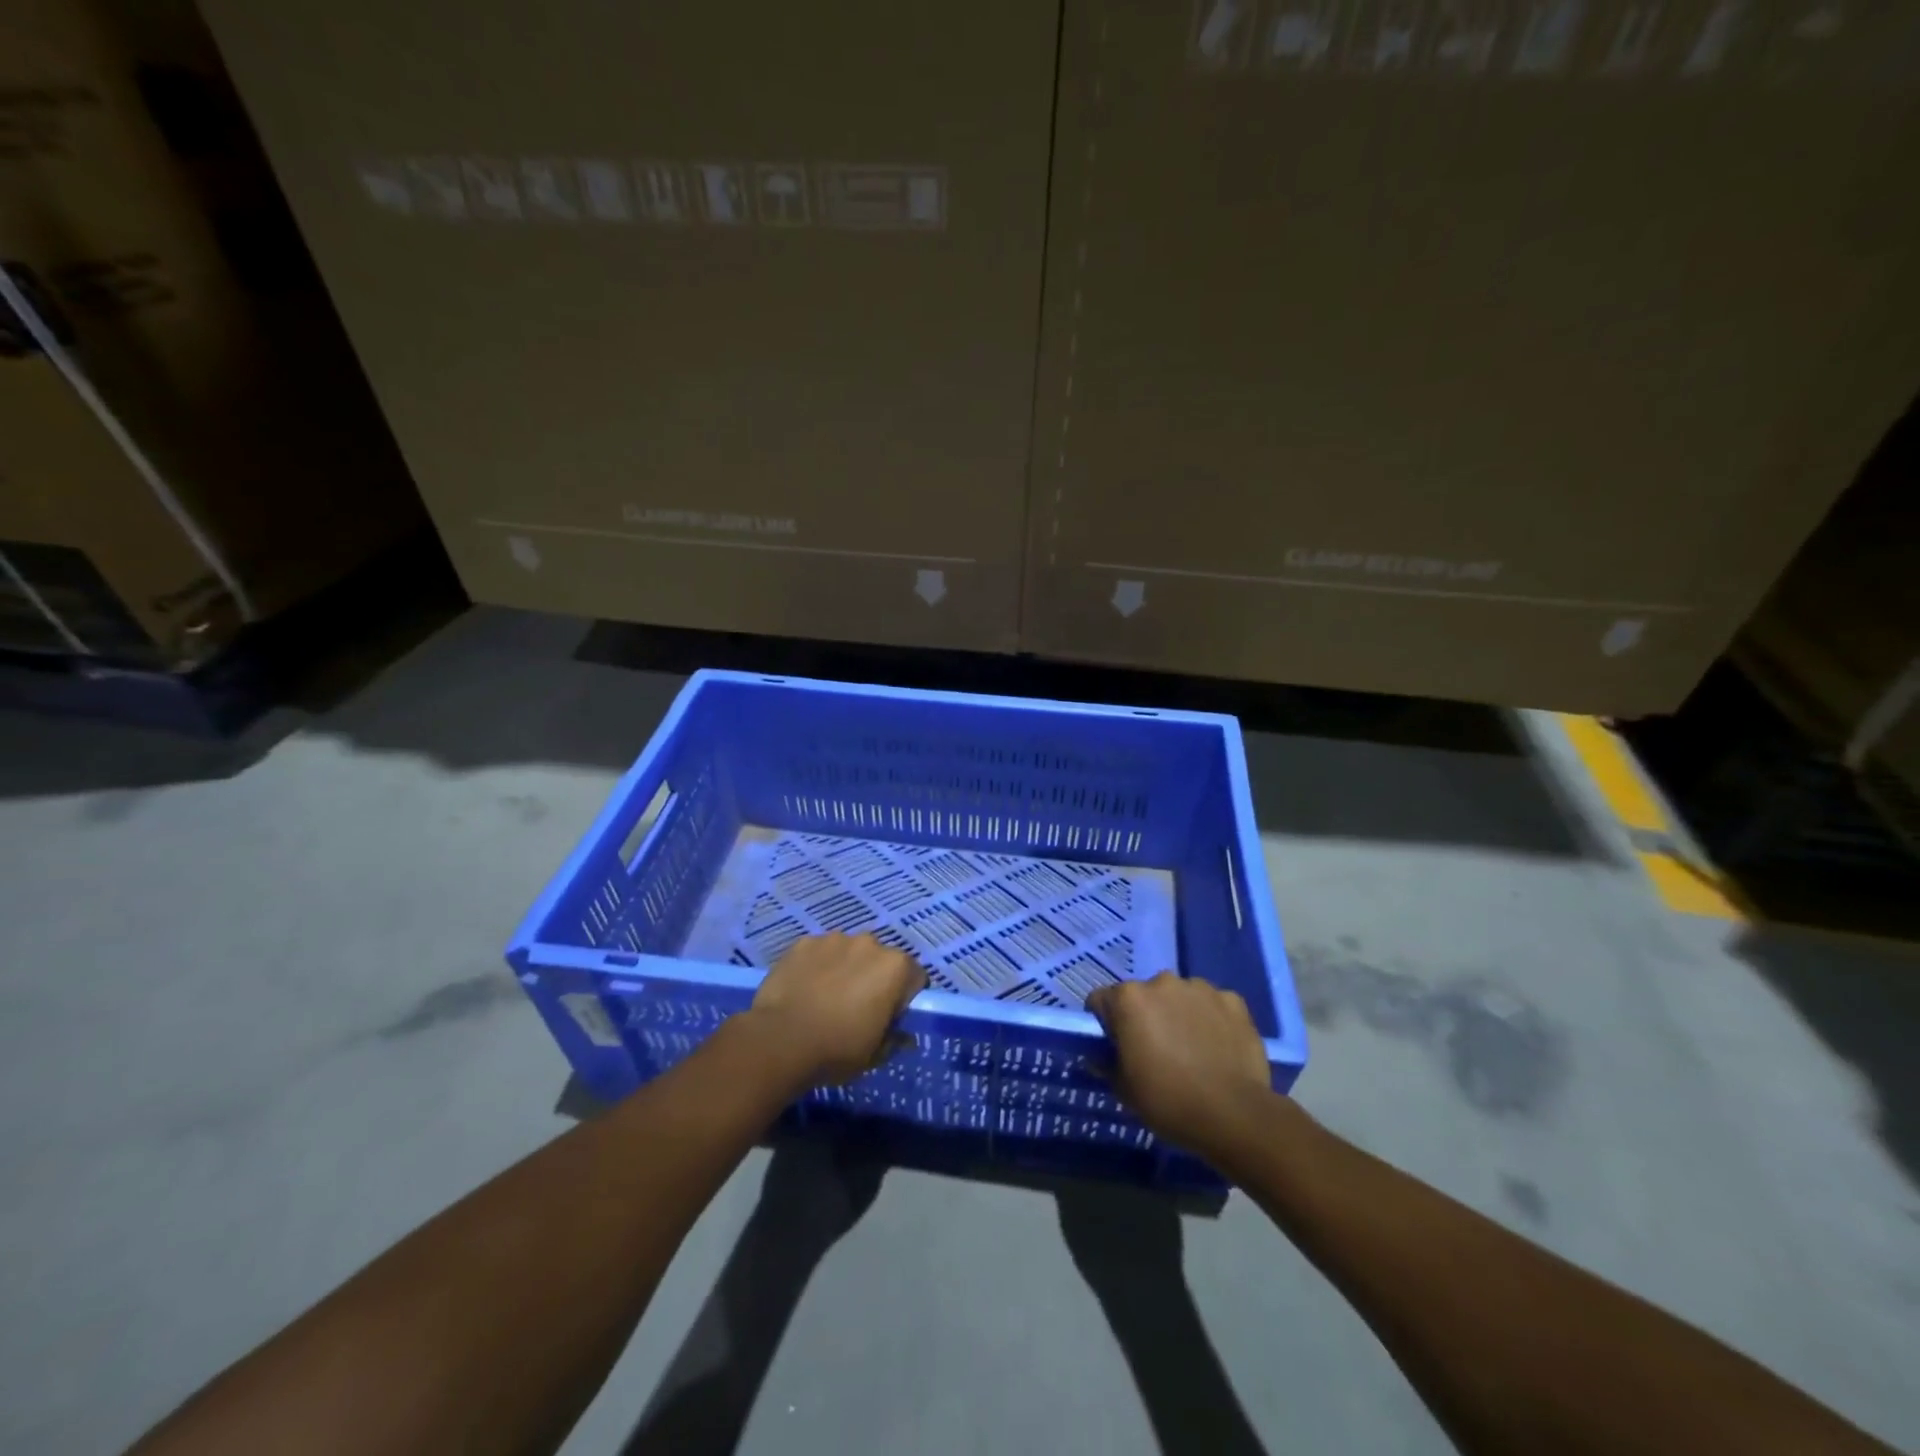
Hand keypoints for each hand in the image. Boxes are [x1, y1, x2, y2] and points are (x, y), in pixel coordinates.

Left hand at [746, 933, 926, 1085]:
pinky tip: (804, 988)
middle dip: (874, 978)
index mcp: (895, 968)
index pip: (915, 977)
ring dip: (845, 968)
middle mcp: (870, 943)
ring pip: (849, 952)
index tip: (888, 1017)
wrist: (780, 1040)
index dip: (904, 998)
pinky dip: (817, 965)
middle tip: (856, 1007)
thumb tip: (904, 1036)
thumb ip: (894, 1039)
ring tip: (825, 997)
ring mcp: (835, 939)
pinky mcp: (805, 942)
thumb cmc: (837, 1050)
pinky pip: (819, 952)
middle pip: (881, 959)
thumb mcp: (874, 1055)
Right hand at [1086, 971, 1272, 1157]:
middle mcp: (1162, 982)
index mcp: (1129, 999)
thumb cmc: (1168, 1101)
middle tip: (1155, 1050)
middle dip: (1145, 1016)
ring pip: (1179, 996)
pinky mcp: (1232, 1000)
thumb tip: (1098, 1056)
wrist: (1234, 1115)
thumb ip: (1106, 1064)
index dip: (1105, 1024)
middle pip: (1143, 995)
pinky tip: (1217, 1046)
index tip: (1116, 1047)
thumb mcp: (1124, 1090)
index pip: (1101, 1000)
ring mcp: (1200, 988)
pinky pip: (1212, 1004)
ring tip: (1191, 1048)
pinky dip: (1211, 1019)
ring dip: (1178, 1013)